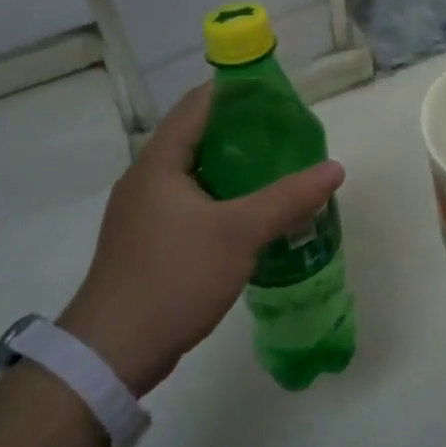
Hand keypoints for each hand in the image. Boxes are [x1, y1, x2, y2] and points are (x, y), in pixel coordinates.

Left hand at [59, 84, 342, 395]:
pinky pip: (190, 202)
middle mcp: (146, 178)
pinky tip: (250, 214)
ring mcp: (143, 212)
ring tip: (277, 169)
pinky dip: (221, 197)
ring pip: (195, 172)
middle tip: (286, 134)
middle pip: (197, 136)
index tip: (277, 95)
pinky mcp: (147, 241)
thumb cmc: (173, 277)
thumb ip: (288, 198)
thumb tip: (334, 168)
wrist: (110, 354)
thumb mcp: (240, 234)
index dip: (237, 91)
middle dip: (242, 131)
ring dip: (233, 167)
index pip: (199, 104)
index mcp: (159, 162)